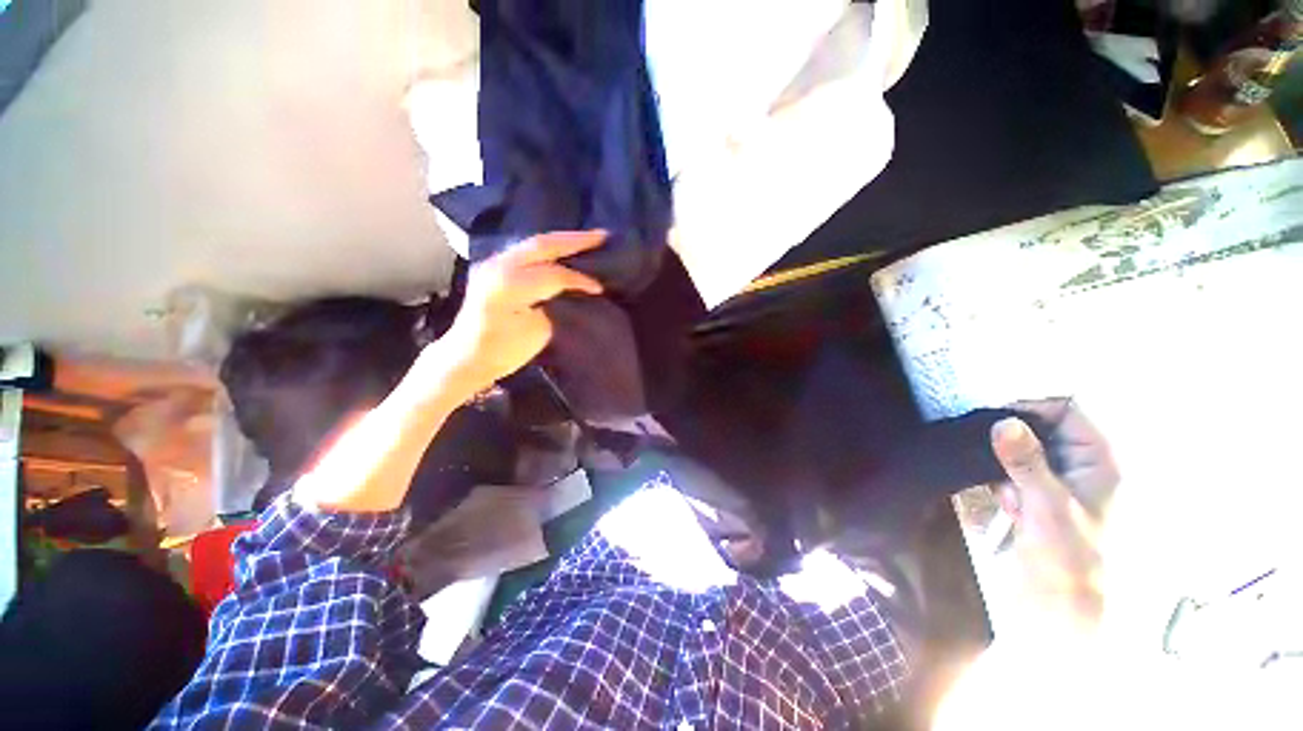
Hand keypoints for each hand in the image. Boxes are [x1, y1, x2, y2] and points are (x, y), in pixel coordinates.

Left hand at [431, 231, 605, 398]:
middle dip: (575, 240)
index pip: (553, 274)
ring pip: (533, 243)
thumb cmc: (503, 351)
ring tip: (588, 239)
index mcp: (508, 286)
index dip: (579, 279)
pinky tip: (564, 249)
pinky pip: (526, 250)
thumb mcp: (537, 331)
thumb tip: (577, 288)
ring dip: (562, 241)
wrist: (467, 356)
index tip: (600, 287)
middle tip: (603, 236)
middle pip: (542, 245)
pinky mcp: (493, 266)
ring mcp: (493, 263)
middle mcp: (498, 266)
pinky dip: (548, 248)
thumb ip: (556, 304)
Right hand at [992, 399, 1119, 633]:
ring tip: (1011, 497)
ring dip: (1007, 467)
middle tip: (997, 461)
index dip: (1033, 406)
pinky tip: (1009, 507)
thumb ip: (1026, 461)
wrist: (1060, 604)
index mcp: (1100, 461)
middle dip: (1014, 443)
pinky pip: (1015, 471)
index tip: (994, 417)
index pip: (1068, 410)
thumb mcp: (1046, 505)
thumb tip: (1004, 421)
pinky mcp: (1040, 495)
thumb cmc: (1068, 555)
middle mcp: (1082, 464)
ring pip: (1023, 451)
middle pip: (1042, 428)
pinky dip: (1004, 482)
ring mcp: (1060, 481)